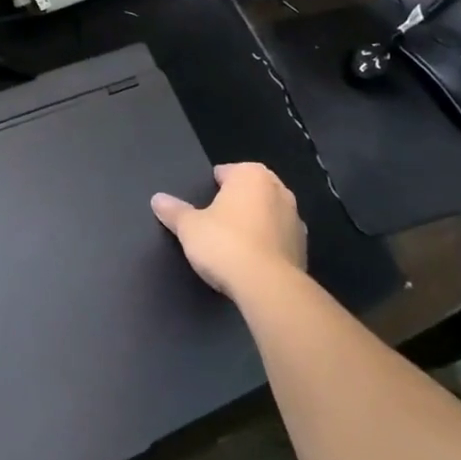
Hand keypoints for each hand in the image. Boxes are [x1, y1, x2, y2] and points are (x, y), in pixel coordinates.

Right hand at [152, 162, 306, 297]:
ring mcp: (295, 219)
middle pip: (250, 191)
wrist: (268, 287)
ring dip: (255, 224)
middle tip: (215, 223)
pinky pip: (279, 239)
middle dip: (236, 203)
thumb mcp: (189, 227)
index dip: (213, 187)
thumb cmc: (225, 244)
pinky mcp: (303, 248)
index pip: (227, 172)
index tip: (203, 204)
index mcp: (251, 176)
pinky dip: (267, 245)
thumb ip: (174, 211)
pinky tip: (251, 262)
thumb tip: (157, 199)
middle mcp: (279, 190)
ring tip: (233, 245)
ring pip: (268, 215)